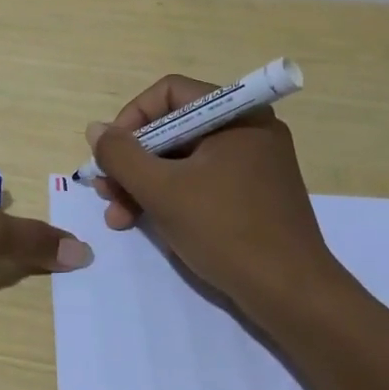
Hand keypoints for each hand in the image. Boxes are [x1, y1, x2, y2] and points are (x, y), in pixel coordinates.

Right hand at [89, 74, 339, 305]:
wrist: (293, 296)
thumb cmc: (226, 231)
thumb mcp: (162, 191)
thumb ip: (121, 155)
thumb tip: (96, 129)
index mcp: (236, 115)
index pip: (169, 93)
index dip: (131, 119)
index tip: (110, 154)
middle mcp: (247, 130)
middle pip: (173, 128)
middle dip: (133, 160)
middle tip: (105, 190)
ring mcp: (253, 163)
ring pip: (183, 158)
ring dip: (145, 183)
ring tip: (118, 216)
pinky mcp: (253, 194)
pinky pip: (201, 180)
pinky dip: (171, 196)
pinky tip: (145, 222)